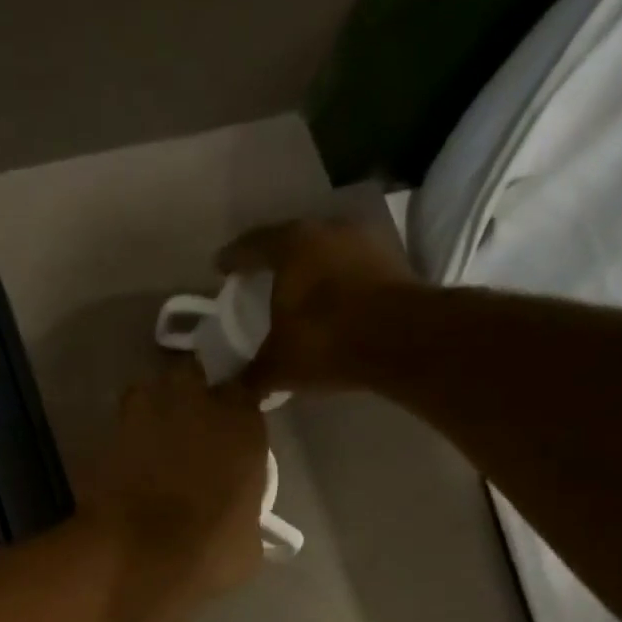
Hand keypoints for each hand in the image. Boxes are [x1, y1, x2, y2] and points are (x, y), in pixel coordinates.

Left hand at [87, 358, 267, 609]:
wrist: (138, 556)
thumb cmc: (207, 549)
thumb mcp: (248, 540)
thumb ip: (244, 510)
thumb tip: (236, 517)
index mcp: (240, 420)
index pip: (241, 393)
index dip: (231, 413)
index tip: (226, 436)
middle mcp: (193, 401)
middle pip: (190, 379)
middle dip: (188, 398)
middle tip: (186, 433)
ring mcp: (142, 412)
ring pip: (147, 395)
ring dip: (150, 414)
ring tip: (150, 448)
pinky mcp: (105, 435)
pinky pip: (117, 432)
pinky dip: (121, 446)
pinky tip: (123, 473)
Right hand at [217, 218, 418, 394]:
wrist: (400, 339)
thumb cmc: (325, 341)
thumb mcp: (278, 367)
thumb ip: (250, 376)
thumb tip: (227, 391)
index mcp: (290, 245)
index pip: (251, 245)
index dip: (232, 258)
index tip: (221, 268)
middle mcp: (326, 230)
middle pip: (290, 241)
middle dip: (272, 260)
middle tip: (257, 278)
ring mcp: (363, 241)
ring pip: (323, 252)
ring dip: (308, 269)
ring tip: (295, 291)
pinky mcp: (390, 260)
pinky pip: (349, 268)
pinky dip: (335, 282)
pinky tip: (328, 302)